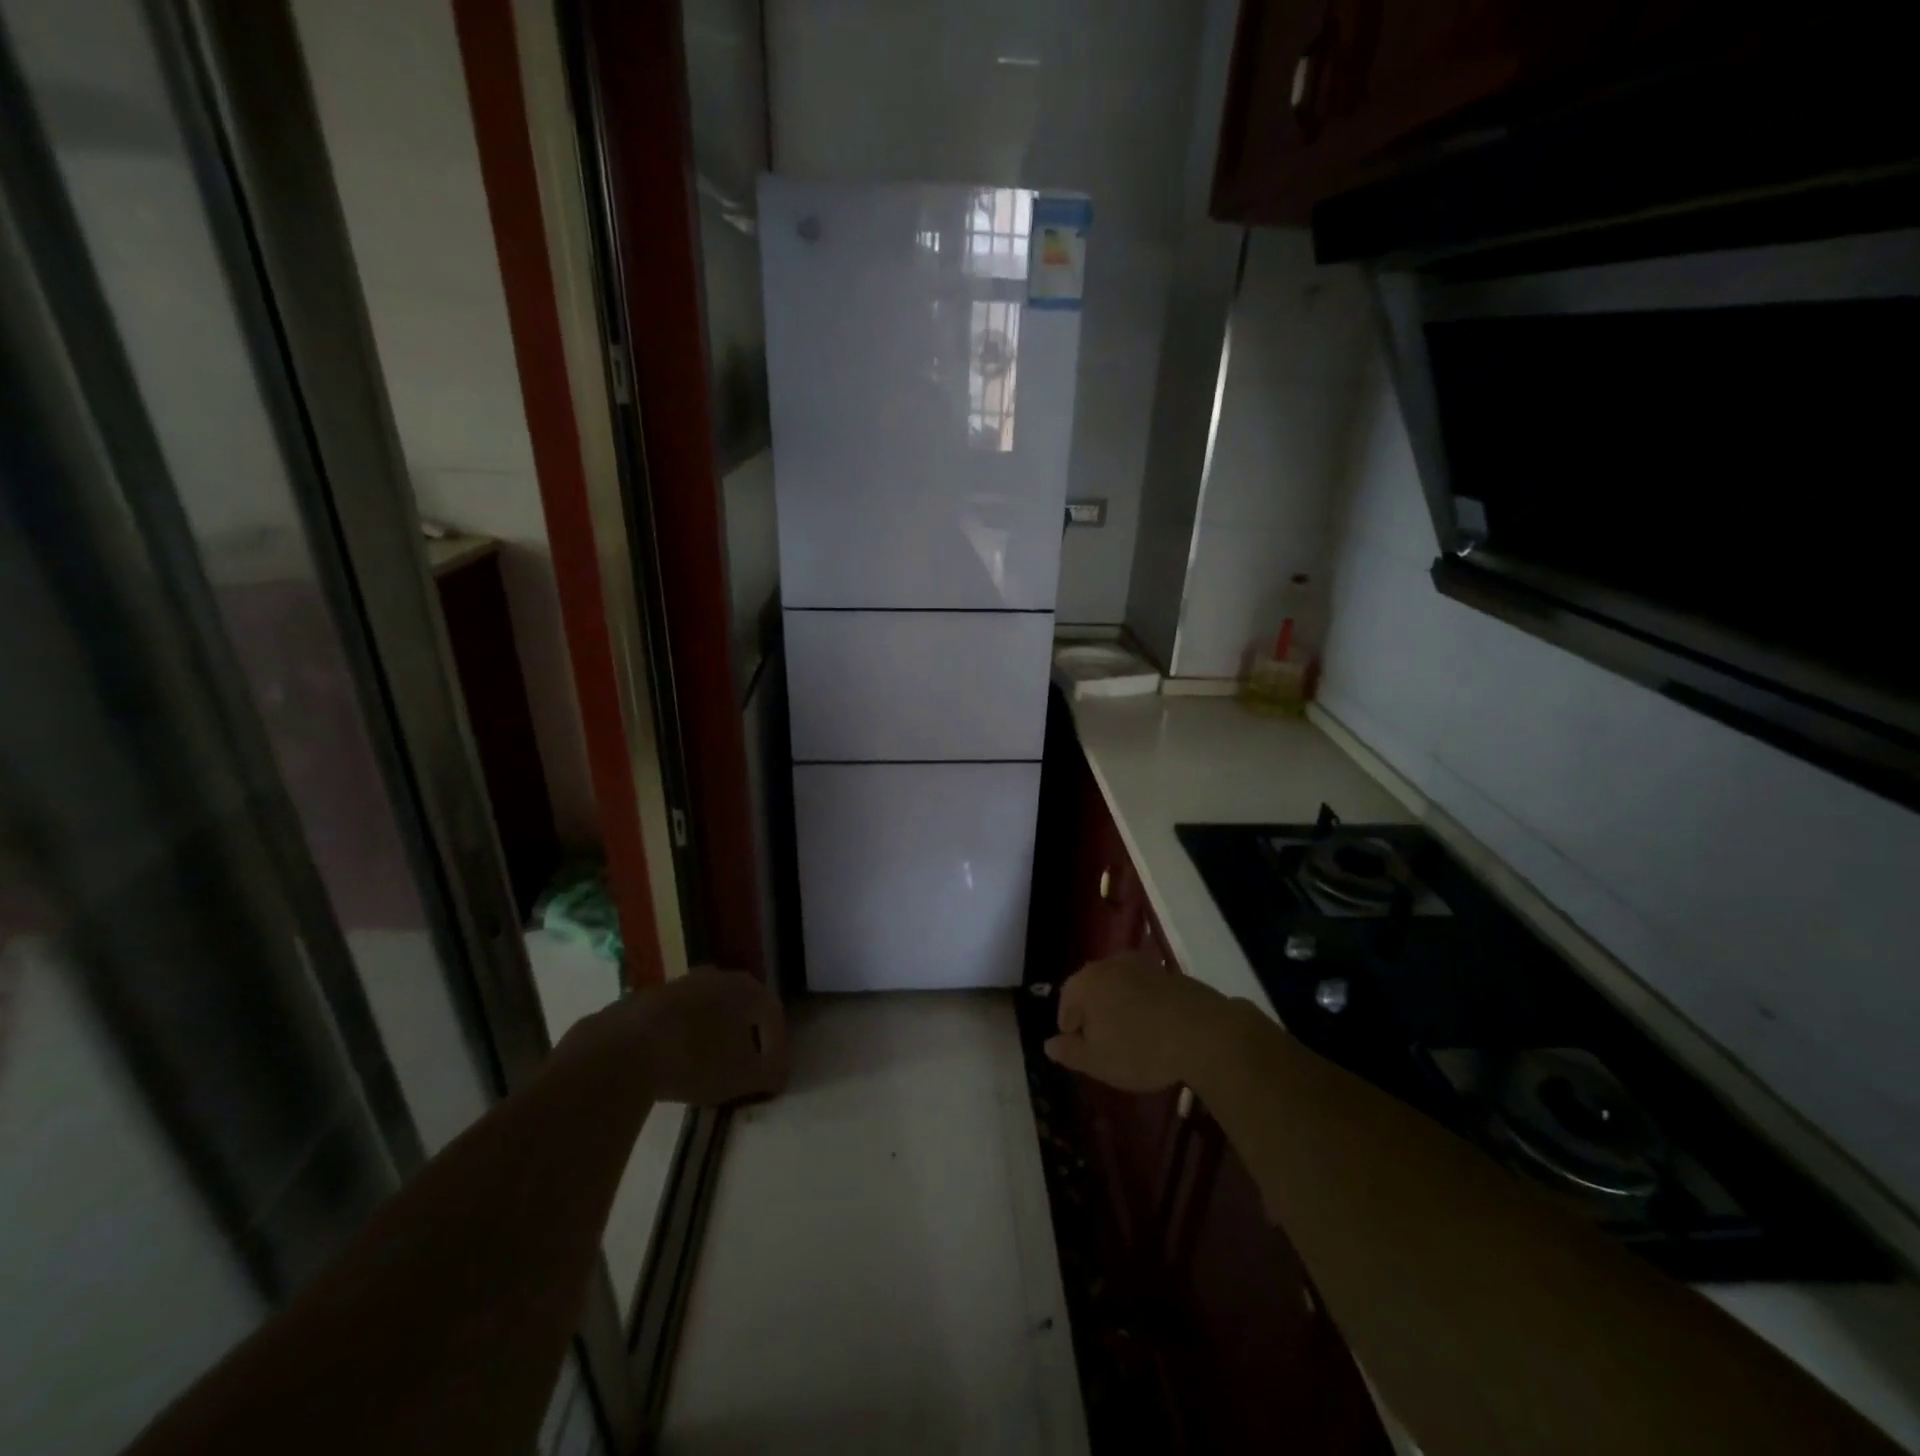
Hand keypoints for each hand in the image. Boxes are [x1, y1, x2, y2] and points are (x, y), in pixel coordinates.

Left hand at [623, 968, 787, 1104]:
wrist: (623, 1051)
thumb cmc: (698, 1059)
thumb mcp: (745, 1076)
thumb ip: (771, 1073)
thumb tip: (776, 1071)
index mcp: (745, 988)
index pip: (772, 1013)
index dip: (776, 1045)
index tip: (772, 1074)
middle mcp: (714, 977)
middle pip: (737, 1007)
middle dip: (742, 1036)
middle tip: (741, 1066)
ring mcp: (676, 985)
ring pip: (702, 1010)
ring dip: (708, 1036)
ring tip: (703, 1068)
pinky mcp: (641, 1001)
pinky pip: (671, 1021)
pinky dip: (677, 1039)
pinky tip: (669, 1065)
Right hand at [1044, 953, 1232, 1091]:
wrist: (1203, 1032)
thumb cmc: (1140, 1049)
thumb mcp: (1097, 1062)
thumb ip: (1069, 1052)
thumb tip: (1048, 1044)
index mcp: (1085, 982)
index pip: (1066, 1002)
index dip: (1070, 1028)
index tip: (1082, 1050)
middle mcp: (1108, 965)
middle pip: (1091, 989)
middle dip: (1093, 1015)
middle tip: (1104, 1045)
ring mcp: (1140, 965)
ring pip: (1118, 987)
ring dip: (1119, 1008)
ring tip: (1130, 1038)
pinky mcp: (1168, 972)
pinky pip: (1144, 989)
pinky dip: (1143, 1005)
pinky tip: (1155, 1028)